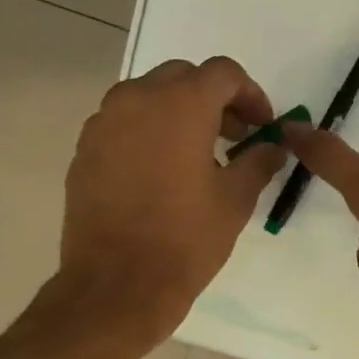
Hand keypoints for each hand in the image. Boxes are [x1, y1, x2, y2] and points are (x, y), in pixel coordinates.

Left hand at [55, 57, 286, 344]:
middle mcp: (136, 99)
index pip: (223, 74)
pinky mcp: (85, 150)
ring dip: (178, 114)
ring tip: (198, 156)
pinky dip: (148, 134)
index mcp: (180, 105)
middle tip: (234, 137)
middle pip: (183, 78)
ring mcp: (104, 122)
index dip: (251, 95)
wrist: (118, 285)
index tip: (263, 126)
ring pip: (148, 98)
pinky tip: (161, 174)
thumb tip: (273, 148)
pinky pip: (123, 125)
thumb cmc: (186, 241)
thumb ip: (258, 163)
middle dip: (213, 100)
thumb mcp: (235, 202)